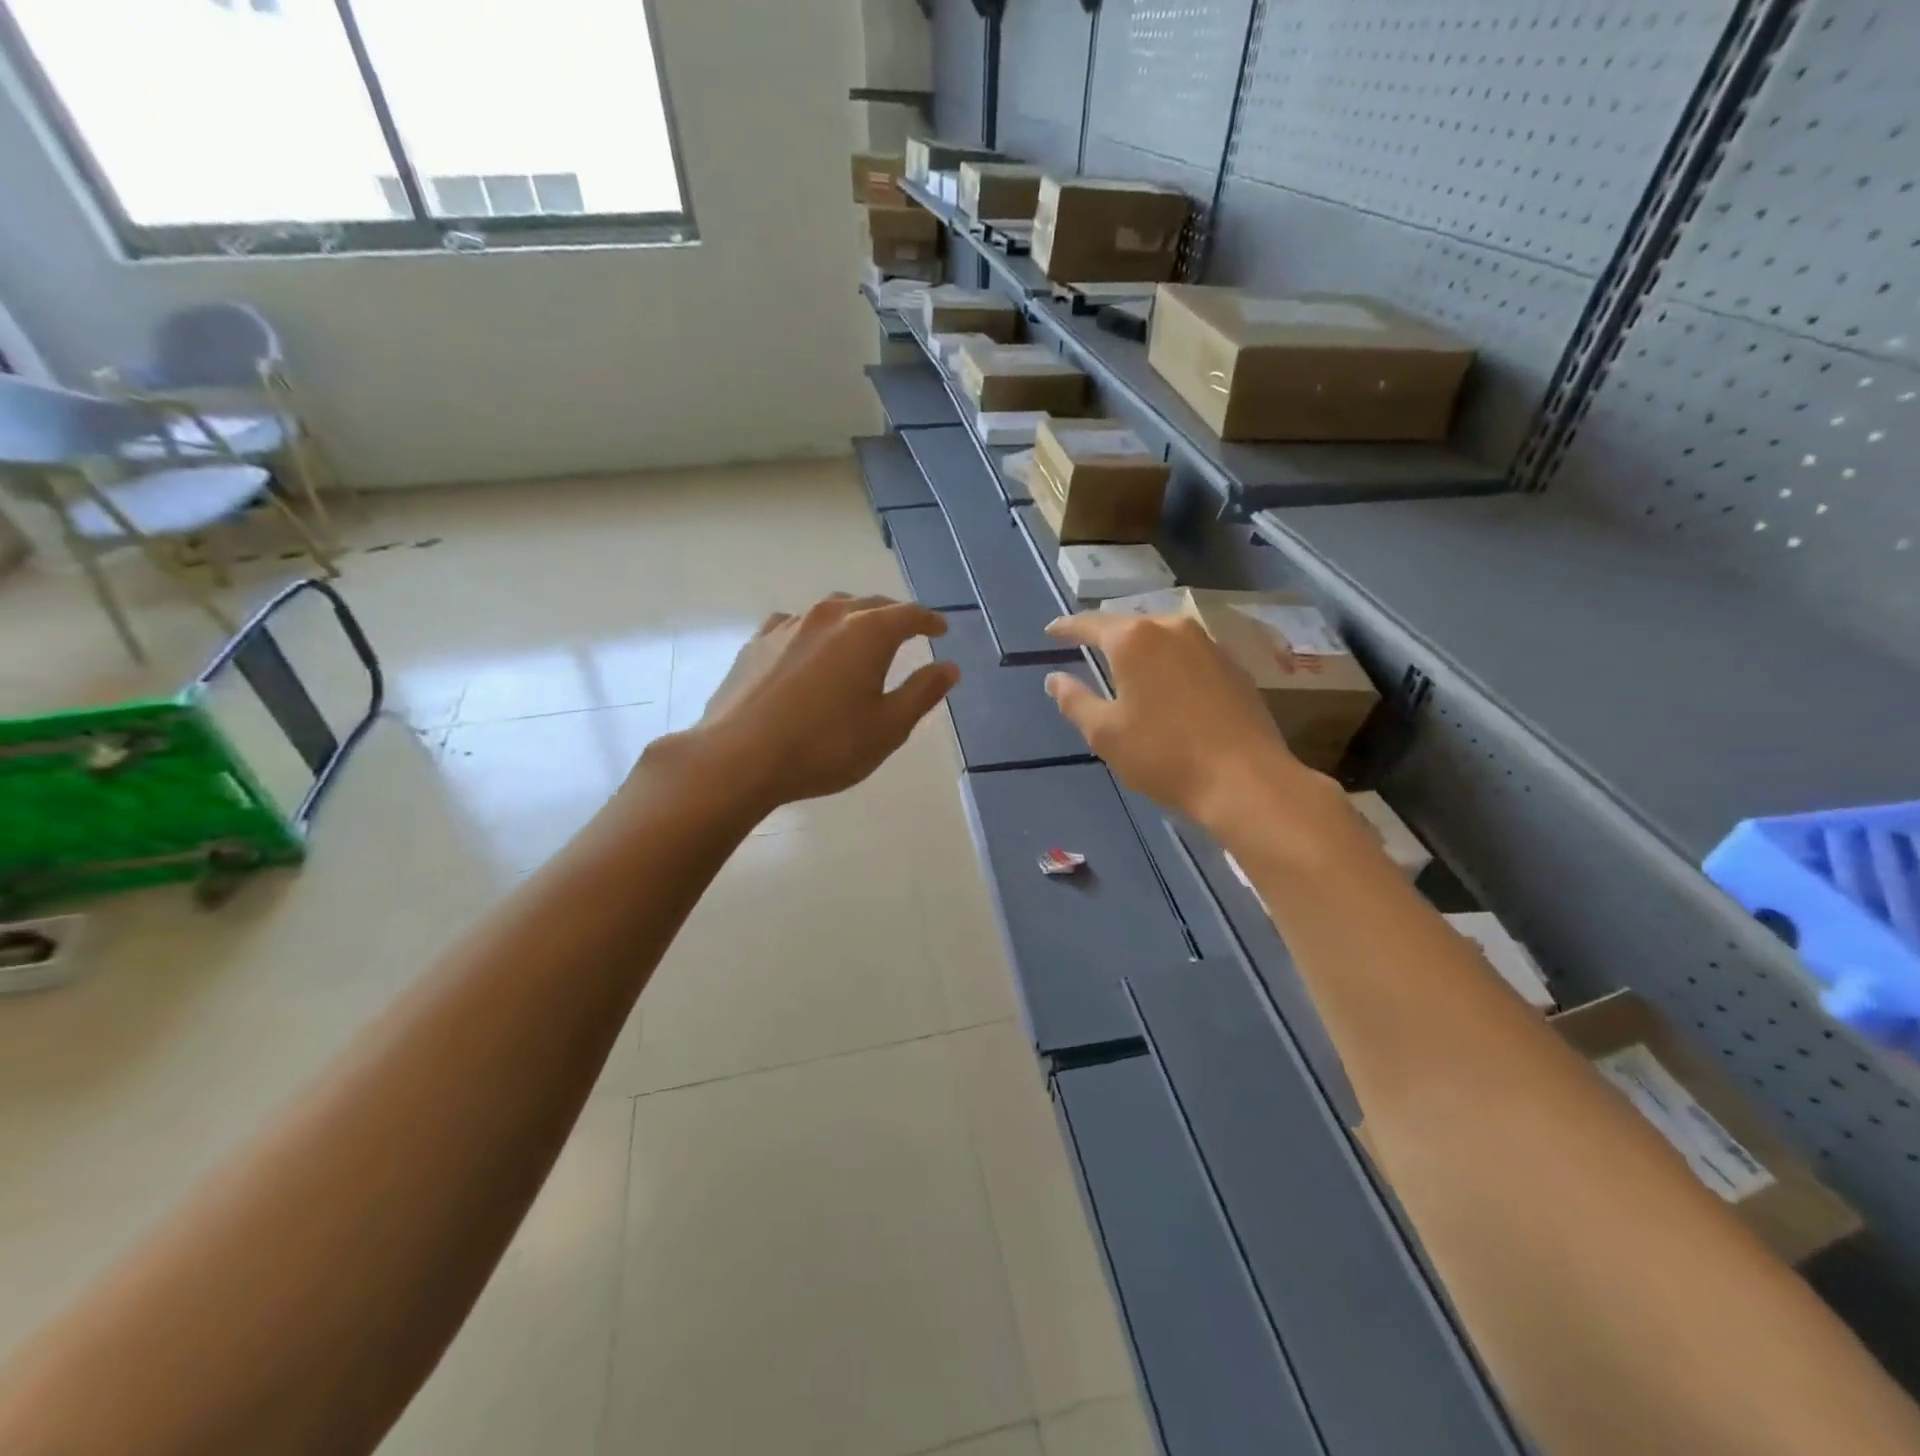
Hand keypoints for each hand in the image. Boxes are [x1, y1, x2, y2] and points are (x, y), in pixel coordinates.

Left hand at [683, 594, 959, 812]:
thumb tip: (949, 667)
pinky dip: (813, 631)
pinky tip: (808, 649)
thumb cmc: (826, 746)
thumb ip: (922, 693)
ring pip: (831, 610)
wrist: (739, 758)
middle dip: (893, 615)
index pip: (908, 614)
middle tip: (907, 631)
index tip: (940, 630)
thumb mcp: (888, 727)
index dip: (929, 621)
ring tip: (860, 636)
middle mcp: (829, 617)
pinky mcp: (756, 643)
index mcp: (868, 633)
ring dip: (853, 618)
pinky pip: (794, 625)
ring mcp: (787, 626)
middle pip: (870, 604)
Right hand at [1042, 611, 1331, 833]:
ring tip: (1124, 661)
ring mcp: (1208, 644)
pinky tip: (1165, 681)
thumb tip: (1054, 679)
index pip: (1090, 624)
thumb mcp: (1105, 733)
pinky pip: (1188, 652)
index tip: (1051, 631)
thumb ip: (1075, 700)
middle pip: (1129, 624)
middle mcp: (1172, 628)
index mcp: (1134, 639)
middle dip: (1105, 634)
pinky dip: (1168, 660)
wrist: (1245, 779)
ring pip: (1162, 635)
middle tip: (1085, 644)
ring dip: (1139, 646)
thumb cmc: (1163, 755)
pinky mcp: (1233, 665)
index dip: (1067, 627)